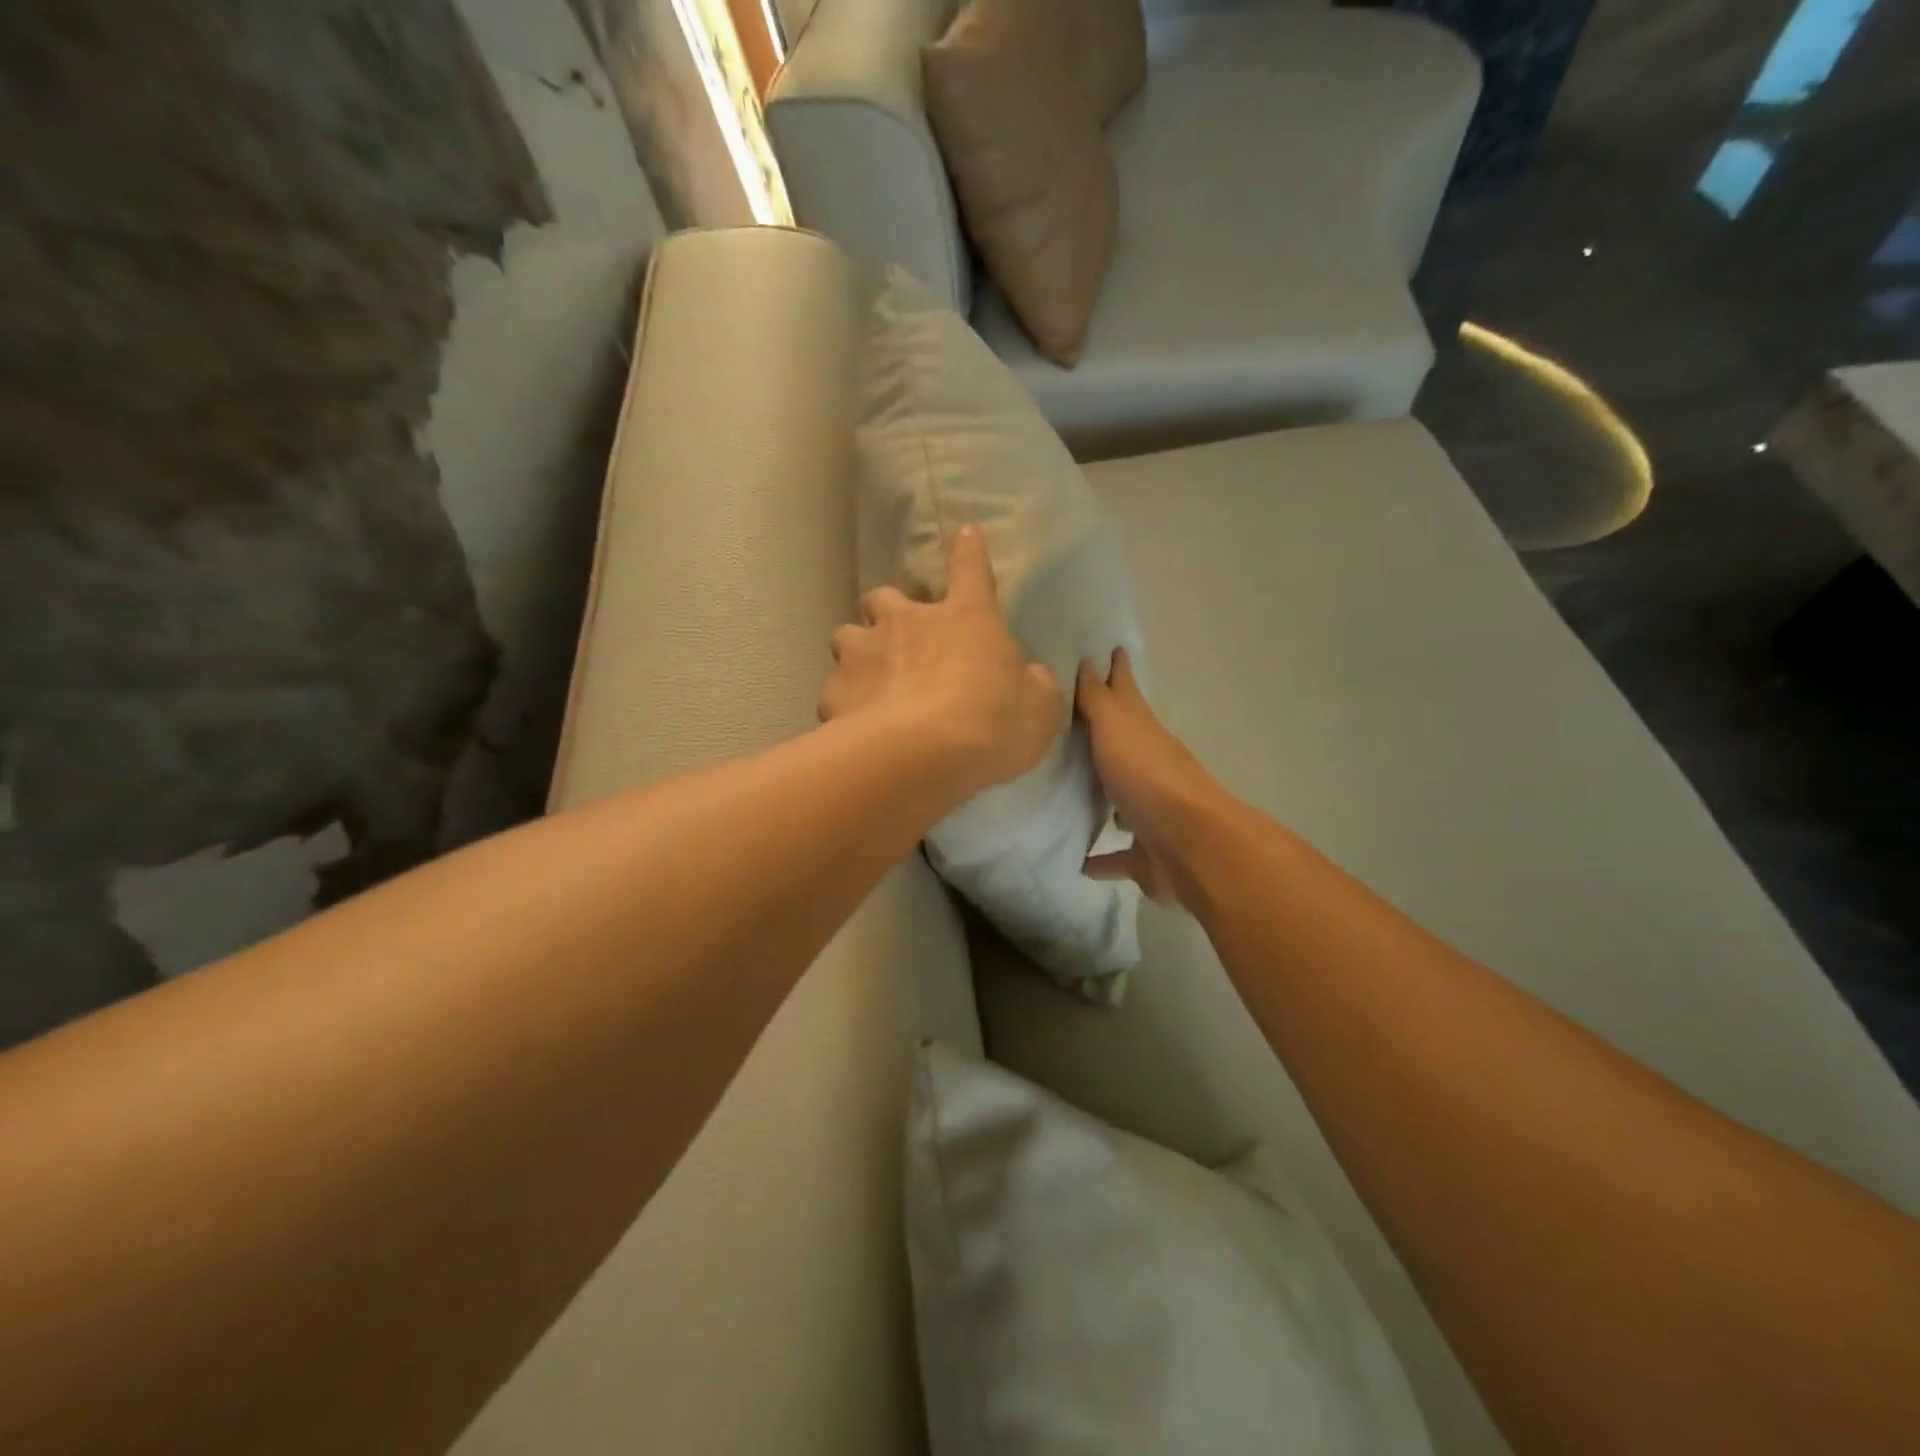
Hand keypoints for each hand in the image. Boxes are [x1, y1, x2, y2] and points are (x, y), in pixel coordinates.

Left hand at [820, 526, 1065, 797]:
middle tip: (899, 638)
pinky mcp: (835, 690)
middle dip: (888, 611)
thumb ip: (1035, 686)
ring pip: (846, 634)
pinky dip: (844, 700)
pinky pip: (835, 688)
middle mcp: (908, 622)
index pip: (971, 569)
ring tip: (867, 677)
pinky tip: (854, 722)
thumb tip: (1031, 675)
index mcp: (966, 618)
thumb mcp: (1039, 709)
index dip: (969, 551)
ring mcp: (864, 652)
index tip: (966, 534)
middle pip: (884, 597)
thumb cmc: (992, 725)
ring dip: (858, 650)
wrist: (922, 757)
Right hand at [1076, 648, 1222, 908]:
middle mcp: (1148, 768)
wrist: (1188, 843)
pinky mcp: (1145, 854)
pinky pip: (1116, 856)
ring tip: (1065, 794)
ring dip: (1101, 798)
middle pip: (1122, 745)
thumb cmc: (1147, 774)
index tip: (1111, 647)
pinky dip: (1100, 859)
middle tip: (1069, 724)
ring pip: (1120, 801)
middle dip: (1103, 735)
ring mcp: (1150, 812)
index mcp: (1142, 732)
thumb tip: (1088, 660)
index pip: (1126, 691)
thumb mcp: (1115, 726)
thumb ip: (1097, 697)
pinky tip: (1077, 861)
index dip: (1118, 670)